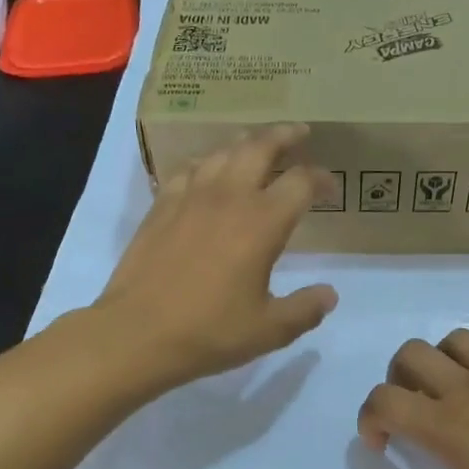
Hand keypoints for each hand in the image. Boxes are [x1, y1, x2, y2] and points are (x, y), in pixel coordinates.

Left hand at [96, 125, 337, 391]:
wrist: (137, 334)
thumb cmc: (209, 332)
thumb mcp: (269, 330)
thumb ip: (306, 309)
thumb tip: (330, 294)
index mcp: (262, 223)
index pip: (301, 182)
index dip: (321, 178)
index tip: (330, 187)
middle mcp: (229, 198)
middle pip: (260, 147)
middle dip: (284, 136)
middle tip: (298, 134)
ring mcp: (190, 197)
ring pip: (223, 152)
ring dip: (246, 144)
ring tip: (257, 147)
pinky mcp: (161, 205)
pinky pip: (189, 169)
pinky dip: (208, 162)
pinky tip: (209, 172)